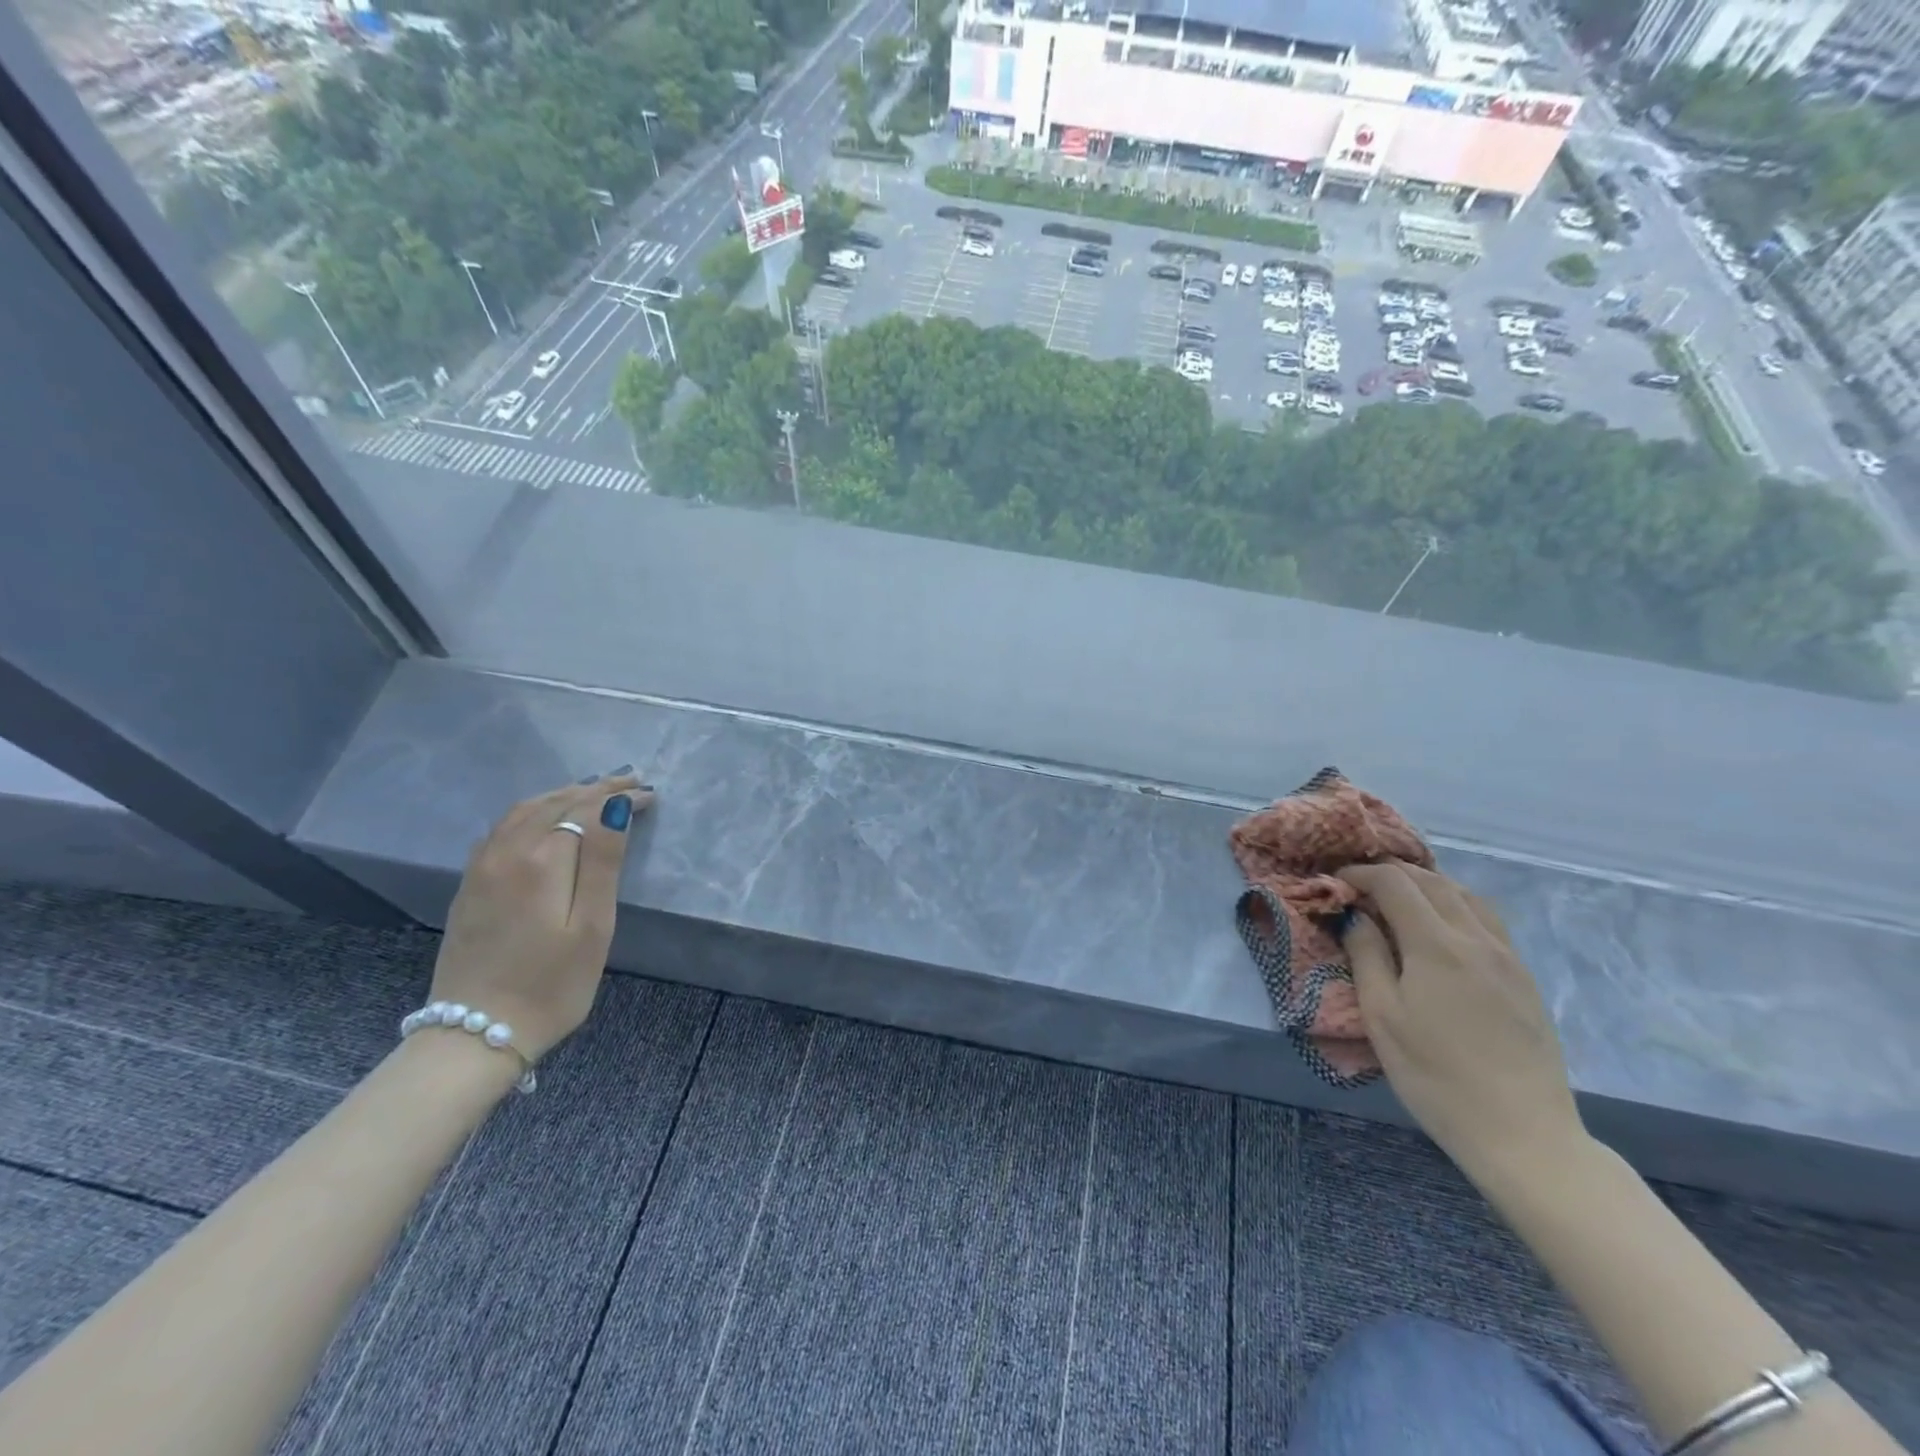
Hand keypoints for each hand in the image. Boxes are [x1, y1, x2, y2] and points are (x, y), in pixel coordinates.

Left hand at [427, 771, 651, 1062]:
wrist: (474, 1034)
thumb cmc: (552, 984)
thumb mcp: (592, 926)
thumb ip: (602, 862)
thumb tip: (614, 806)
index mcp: (541, 860)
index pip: (586, 809)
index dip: (619, 797)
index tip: (649, 794)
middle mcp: (506, 852)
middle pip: (554, 803)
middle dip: (594, 788)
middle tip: (630, 779)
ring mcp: (481, 867)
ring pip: (524, 810)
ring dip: (563, 794)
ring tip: (594, 790)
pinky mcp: (469, 885)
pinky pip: (504, 827)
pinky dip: (534, 810)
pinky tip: (546, 817)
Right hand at [1337, 860, 1585, 1182]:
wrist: (1523, 1134)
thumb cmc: (1435, 1075)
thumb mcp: (1382, 1016)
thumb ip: (1366, 956)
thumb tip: (1355, 915)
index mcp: (1436, 945)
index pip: (1394, 883)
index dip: (1360, 874)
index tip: (1335, 883)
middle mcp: (1476, 939)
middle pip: (1433, 881)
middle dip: (1392, 874)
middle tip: (1360, 886)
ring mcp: (1508, 957)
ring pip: (1466, 895)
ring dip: (1428, 885)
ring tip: (1400, 898)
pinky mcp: (1524, 979)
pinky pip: (1488, 920)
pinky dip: (1456, 905)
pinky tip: (1442, 927)